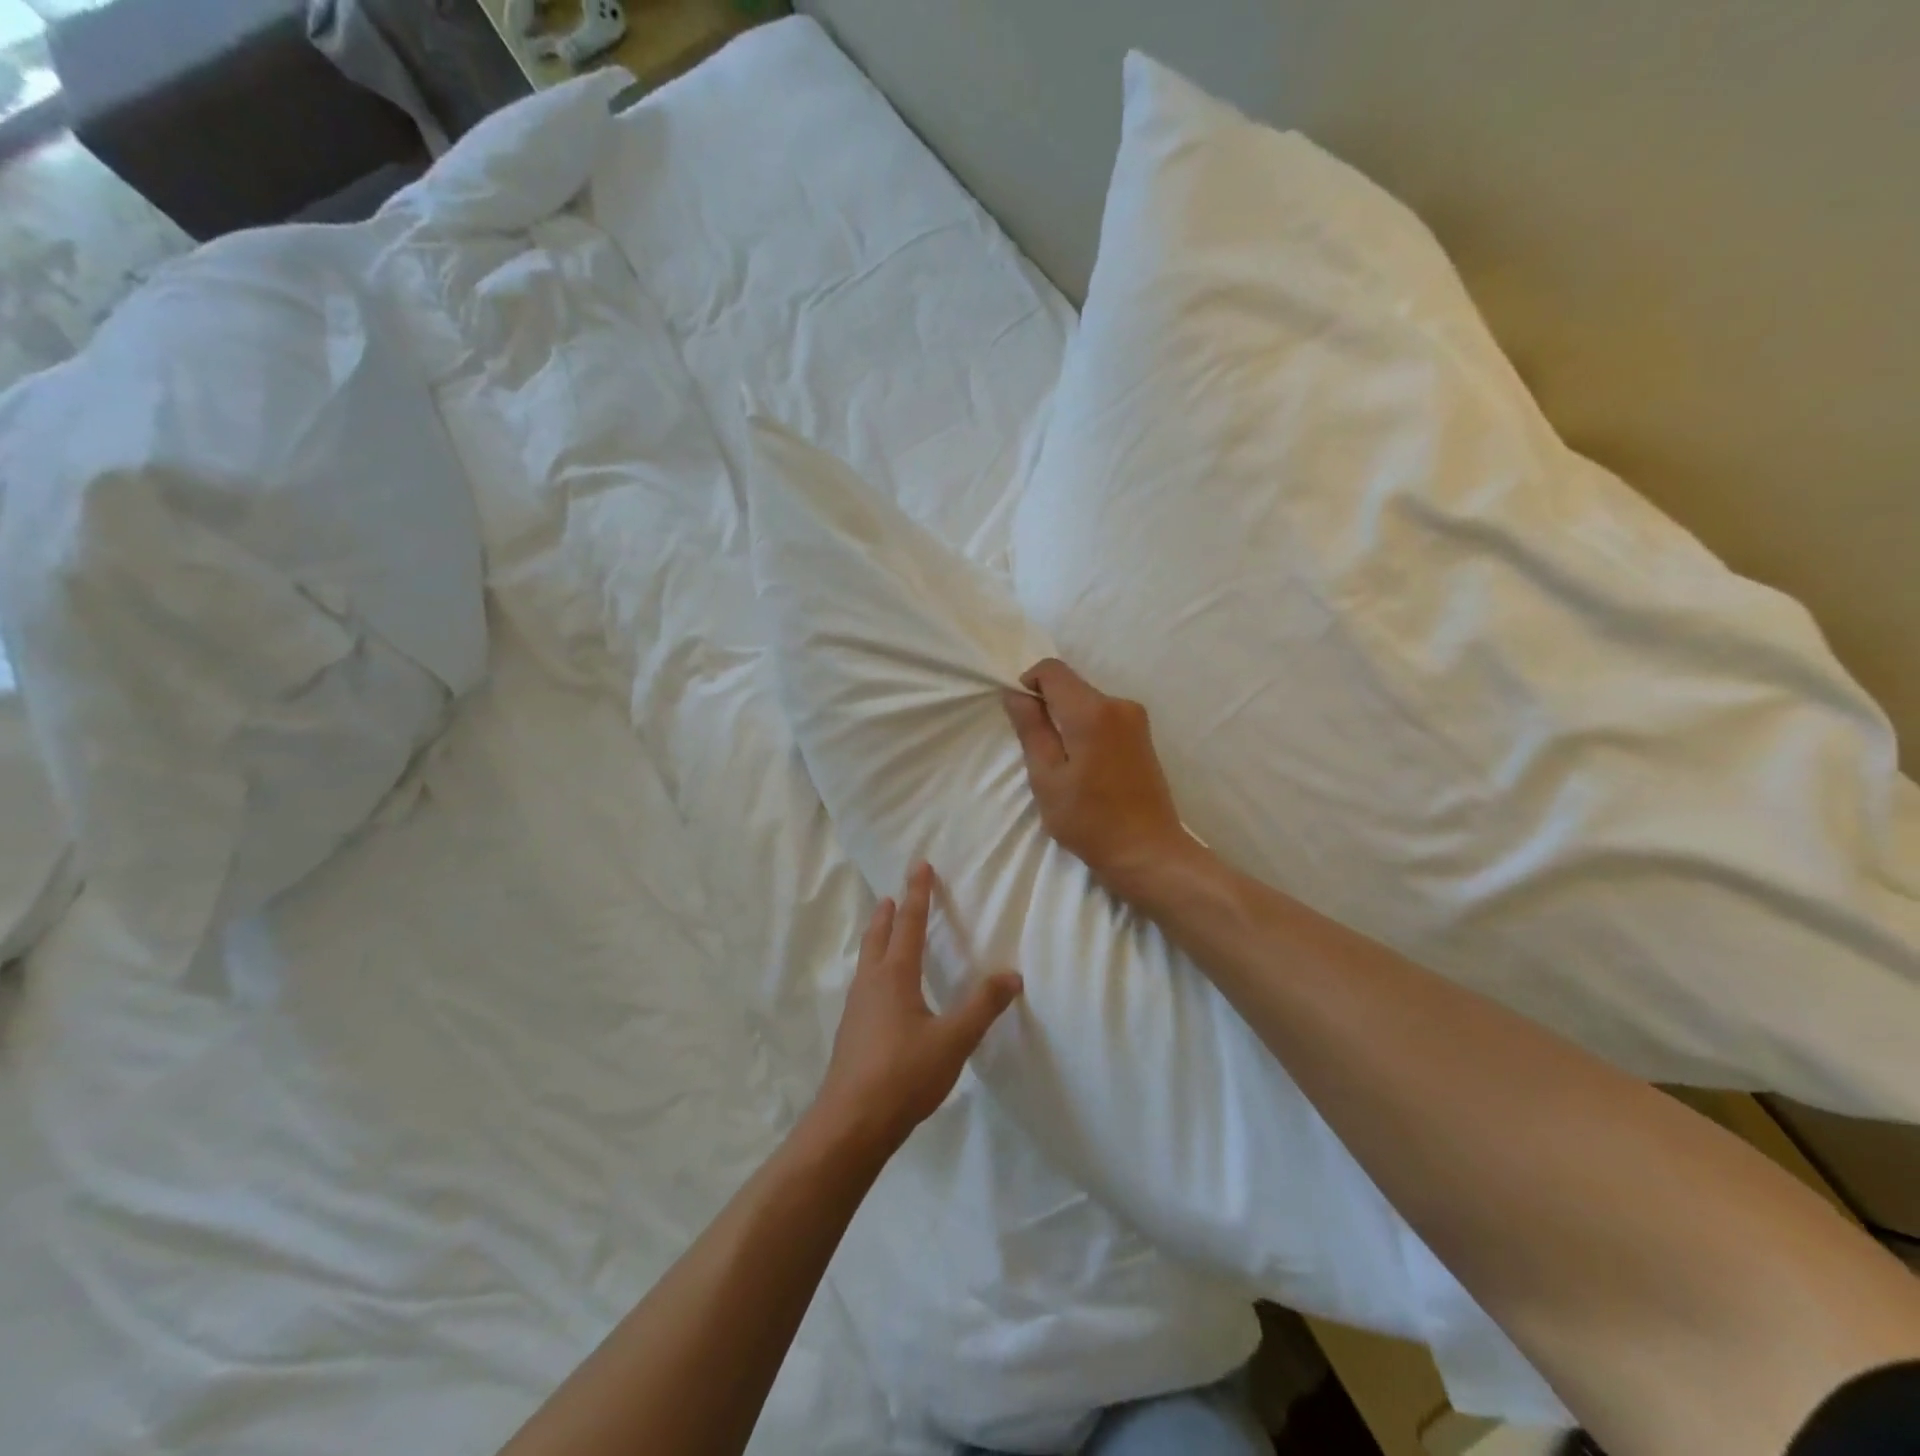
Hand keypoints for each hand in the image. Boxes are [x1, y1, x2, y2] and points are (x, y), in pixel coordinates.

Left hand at [812, 864, 1023, 1156]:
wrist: (850, 1124)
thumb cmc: (903, 1075)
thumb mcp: (953, 1041)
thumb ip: (982, 1006)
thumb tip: (1011, 974)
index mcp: (895, 976)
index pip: (910, 924)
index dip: (918, 894)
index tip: (919, 866)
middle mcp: (871, 983)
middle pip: (879, 936)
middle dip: (889, 912)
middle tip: (895, 894)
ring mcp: (856, 1008)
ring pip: (867, 959)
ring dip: (878, 938)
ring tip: (886, 931)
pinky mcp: (852, 1032)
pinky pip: (865, 984)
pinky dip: (875, 967)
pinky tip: (882, 990)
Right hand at [1003, 658, 1200, 902]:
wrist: (1148, 852)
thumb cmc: (1089, 820)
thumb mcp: (1047, 778)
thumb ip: (1031, 729)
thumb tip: (1016, 694)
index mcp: (1092, 711)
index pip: (1052, 670)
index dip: (1028, 684)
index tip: (1022, 719)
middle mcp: (1118, 704)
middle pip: (1071, 685)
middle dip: (1048, 707)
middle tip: (1039, 752)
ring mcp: (1136, 719)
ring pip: (1087, 702)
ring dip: (1067, 721)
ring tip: (1063, 766)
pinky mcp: (1143, 735)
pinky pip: (1103, 717)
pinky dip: (1086, 730)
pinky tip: (1085, 768)